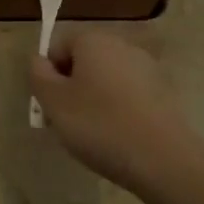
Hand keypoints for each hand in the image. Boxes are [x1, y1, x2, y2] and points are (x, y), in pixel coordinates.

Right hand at [30, 29, 203, 199]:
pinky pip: (129, 96)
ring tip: (94, 135)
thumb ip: (37, 74)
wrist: (166, 163)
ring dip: (95, 101)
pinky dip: (119, 112)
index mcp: (93, 40)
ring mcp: (148, 69)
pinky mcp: (165, 95)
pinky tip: (120, 139)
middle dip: (72, 88)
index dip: (49, 76)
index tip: (52, 107)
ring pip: (106, 80)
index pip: (58, 47)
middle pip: (83, 62)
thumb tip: (40, 61)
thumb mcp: (53, 101)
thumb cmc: (100, 125)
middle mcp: (122, 46)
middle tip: (68, 123)